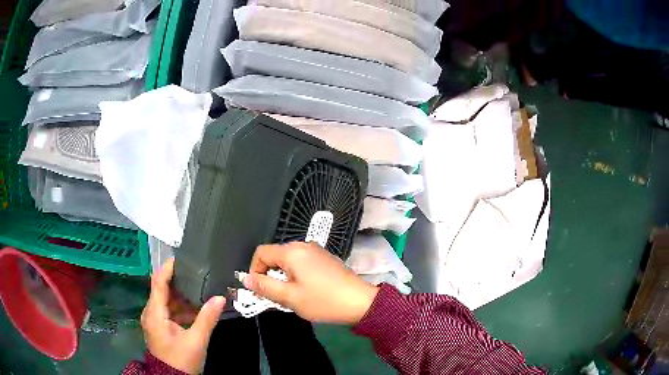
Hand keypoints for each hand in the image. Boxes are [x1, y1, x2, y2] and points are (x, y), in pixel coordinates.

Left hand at [141, 258, 224, 373]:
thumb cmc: (181, 360)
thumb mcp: (196, 340)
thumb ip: (207, 318)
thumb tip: (220, 298)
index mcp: (155, 313)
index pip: (158, 282)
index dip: (168, 268)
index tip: (182, 259)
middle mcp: (151, 313)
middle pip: (162, 289)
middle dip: (179, 282)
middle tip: (197, 274)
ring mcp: (154, 320)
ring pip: (166, 301)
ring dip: (182, 296)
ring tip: (200, 290)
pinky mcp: (159, 326)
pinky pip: (169, 311)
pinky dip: (181, 308)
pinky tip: (196, 310)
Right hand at [243, 242, 378, 324]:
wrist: (360, 302)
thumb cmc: (323, 300)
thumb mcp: (290, 297)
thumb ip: (265, 286)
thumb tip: (245, 278)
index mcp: (292, 252)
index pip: (261, 253)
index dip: (254, 270)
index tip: (259, 289)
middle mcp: (303, 245)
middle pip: (275, 255)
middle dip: (269, 275)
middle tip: (275, 297)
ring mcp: (316, 251)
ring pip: (288, 261)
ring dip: (283, 277)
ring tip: (290, 297)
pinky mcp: (325, 259)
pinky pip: (301, 263)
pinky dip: (295, 275)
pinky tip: (304, 291)